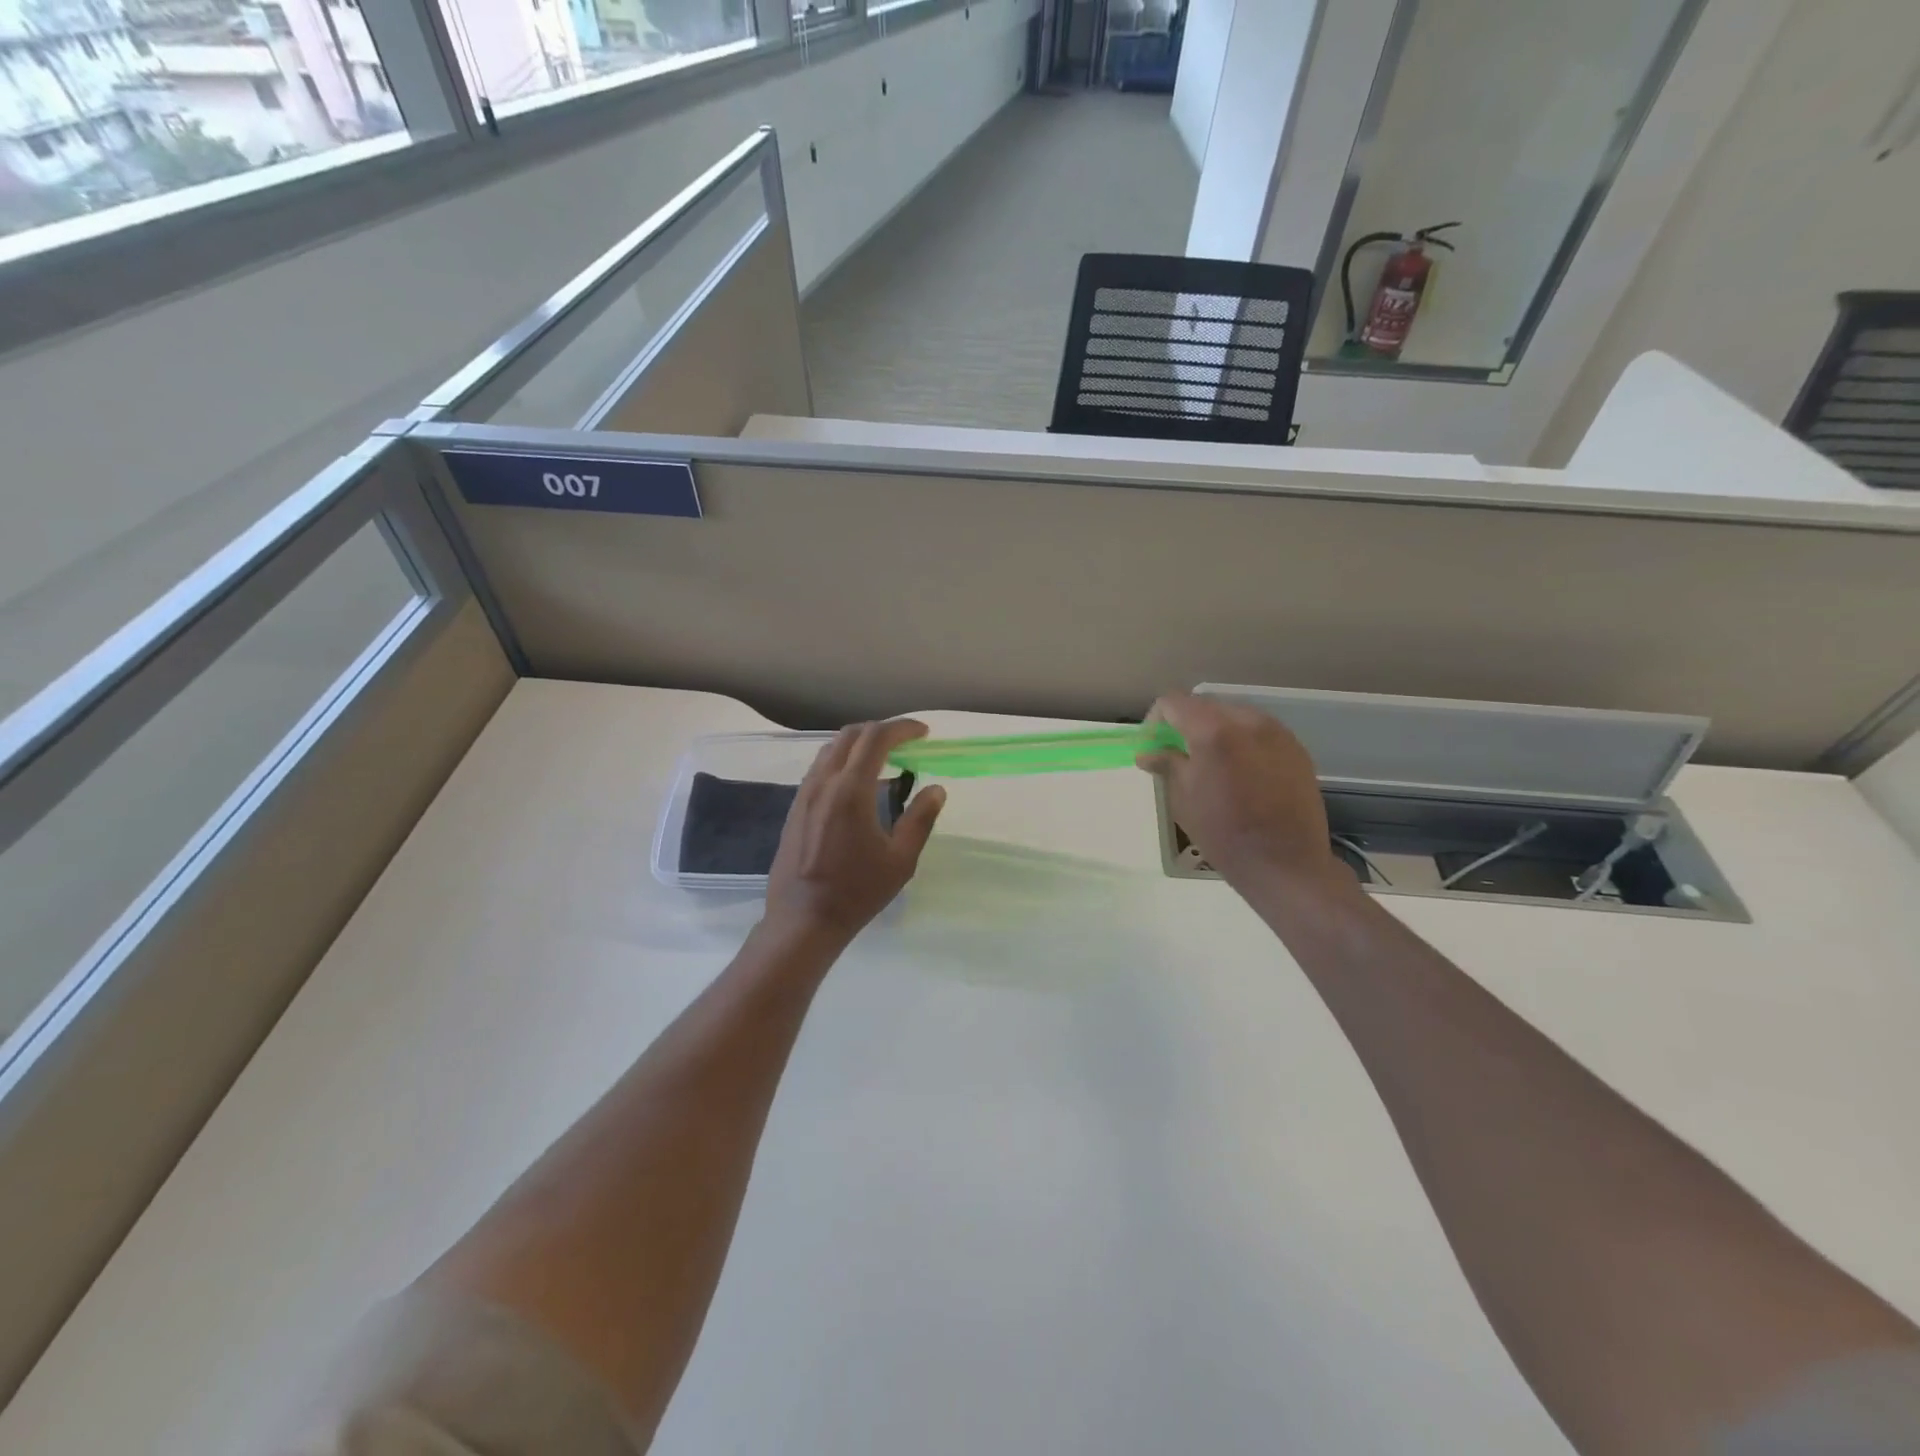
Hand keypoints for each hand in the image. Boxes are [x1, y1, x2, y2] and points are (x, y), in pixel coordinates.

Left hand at [764, 720, 946, 944]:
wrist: (803, 920)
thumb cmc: (857, 892)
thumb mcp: (901, 860)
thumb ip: (920, 819)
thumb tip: (936, 789)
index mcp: (851, 790)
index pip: (876, 738)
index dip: (903, 728)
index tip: (924, 733)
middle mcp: (824, 782)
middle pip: (851, 735)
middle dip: (881, 731)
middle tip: (907, 744)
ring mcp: (805, 793)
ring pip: (832, 749)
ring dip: (859, 744)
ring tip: (884, 761)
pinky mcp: (795, 807)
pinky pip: (820, 768)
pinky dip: (843, 761)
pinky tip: (858, 785)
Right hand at [1138, 692, 1342, 890]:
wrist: (1285, 863)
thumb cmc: (1224, 834)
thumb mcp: (1184, 800)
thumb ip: (1167, 765)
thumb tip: (1149, 753)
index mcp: (1214, 731)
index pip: (1174, 702)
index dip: (1156, 720)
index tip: (1152, 746)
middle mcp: (1248, 721)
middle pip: (1206, 705)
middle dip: (1187, 724)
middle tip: (1178, 755)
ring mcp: (1277, 733)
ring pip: (1235, 716)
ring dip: (1216, 731)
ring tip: (1211, 764)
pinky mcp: (1296, 749)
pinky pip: (1260, 732)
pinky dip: (1243, 742)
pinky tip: (1241, 773)